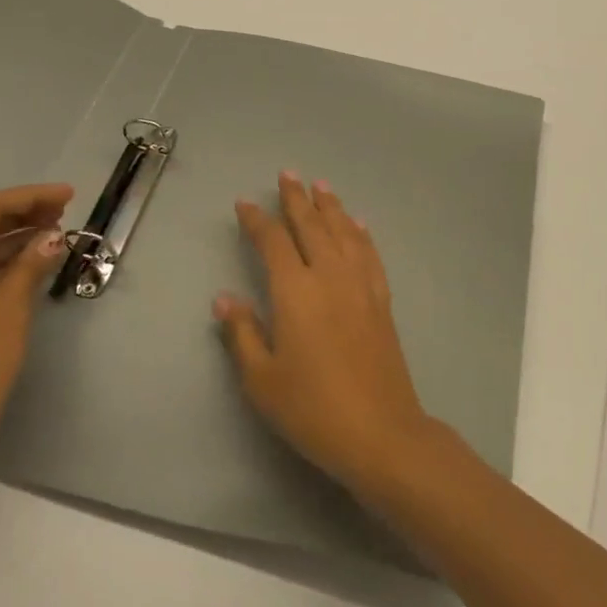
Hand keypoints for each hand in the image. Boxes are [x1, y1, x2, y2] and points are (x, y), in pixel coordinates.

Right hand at [214, 172, 438, 498]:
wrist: (380, 432)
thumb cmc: (312, 409)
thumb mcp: (262, 379)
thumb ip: (243, 333)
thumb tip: (225, 298)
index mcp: (295, 292)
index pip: (272, 242)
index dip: (257, 220)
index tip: (246, 203)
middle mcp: (329, 277)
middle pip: (311, 226)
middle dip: (297, 199)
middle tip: (288, 174)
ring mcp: (360, 286)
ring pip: (344, 233)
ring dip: (331, 207)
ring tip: (321, 186)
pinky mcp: (381, 301)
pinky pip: (370, 255)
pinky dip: (361, 234)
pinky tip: (359, 225)